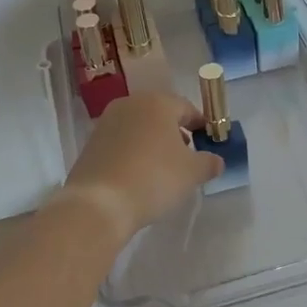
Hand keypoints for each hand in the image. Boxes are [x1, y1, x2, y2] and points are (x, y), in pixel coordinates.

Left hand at [61, 91, 221, 240]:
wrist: (99, 203)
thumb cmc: (154, 178)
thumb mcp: (192, 173)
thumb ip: (209, 162)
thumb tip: (216, 160)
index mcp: (157, 102)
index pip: (187, 108)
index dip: (201, 126)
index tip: (209, 143)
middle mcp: (130, 104)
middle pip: (160, 115)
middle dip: (176, 134)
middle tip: (187, 157)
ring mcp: (106, 123)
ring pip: (139, 128)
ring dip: (153, 143)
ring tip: (163, 170)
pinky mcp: (91, 144)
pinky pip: (121, 143)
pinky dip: (133, 154)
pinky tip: (139, 176)